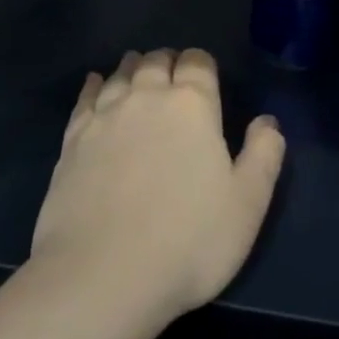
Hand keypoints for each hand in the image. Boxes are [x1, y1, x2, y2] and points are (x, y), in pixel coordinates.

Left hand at [31, 49, 285, 323]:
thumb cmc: (189, 239)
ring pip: (119, 76)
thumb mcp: (248, 203)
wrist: (103, 276)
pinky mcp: (71, 142)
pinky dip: (93, 86)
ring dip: (133, 68)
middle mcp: (145, 98)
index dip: (202, 64)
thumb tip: (267, 121)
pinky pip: (84, 100)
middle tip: (174, 73)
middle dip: (168, 62)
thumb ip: (264, 154)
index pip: (197, 63)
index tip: (206, 76)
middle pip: (156, 62)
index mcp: (192, 105)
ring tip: (138, 69)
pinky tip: (95, 84)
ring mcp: (103, 118)